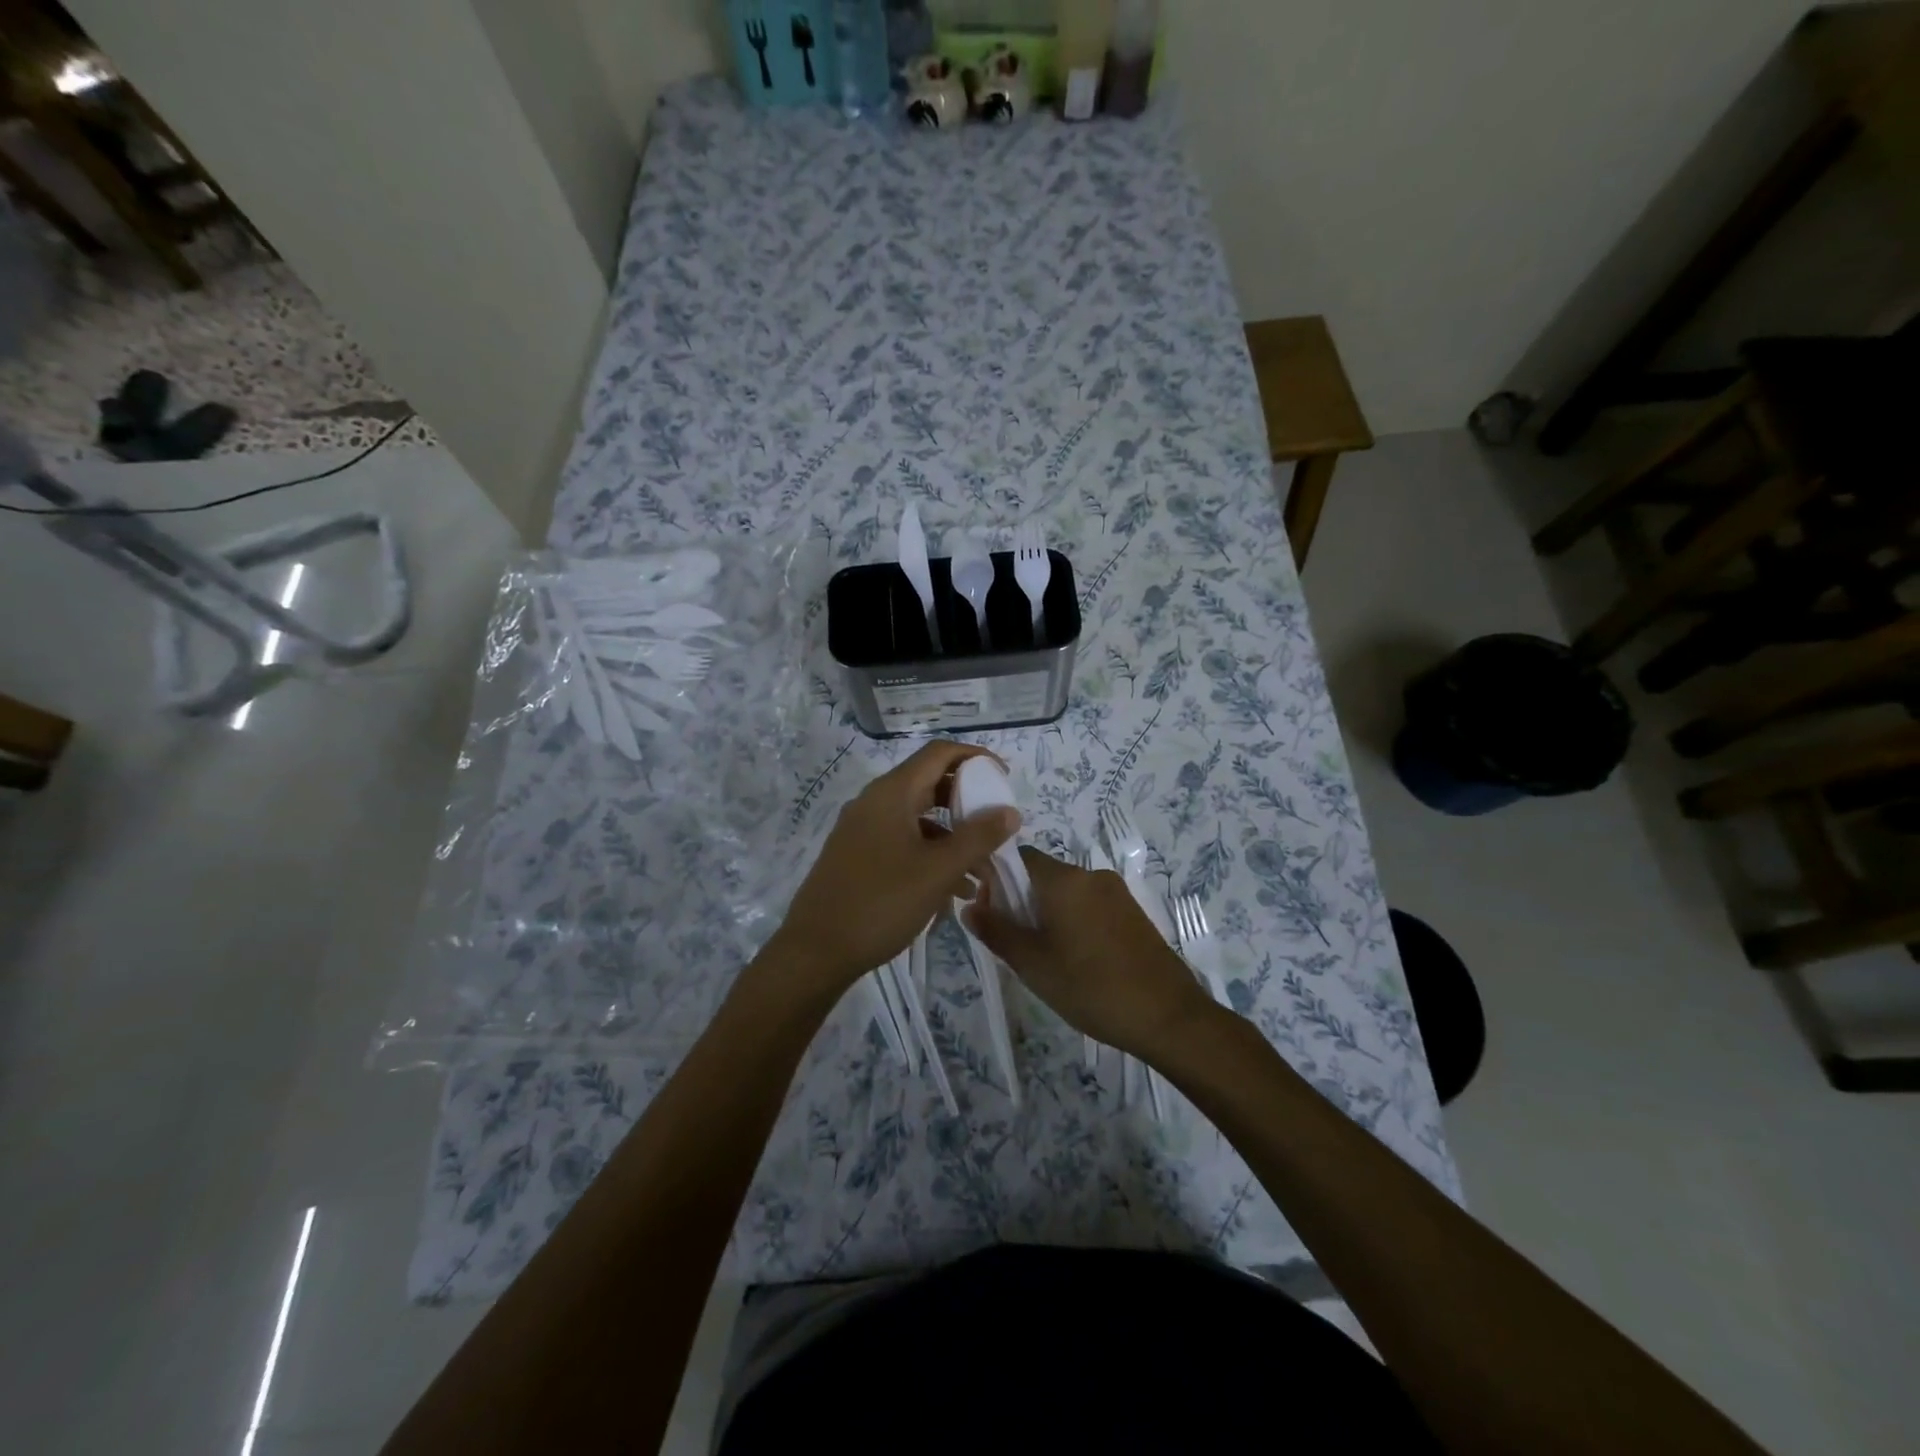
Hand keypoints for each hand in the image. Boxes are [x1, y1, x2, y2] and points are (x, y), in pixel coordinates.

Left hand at [762, 741, 1019, 1001]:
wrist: (816, 951)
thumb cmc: (881, 903)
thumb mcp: (938, 871)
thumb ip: (978, 837)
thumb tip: (1010, 810)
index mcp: (891, 794)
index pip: (939, 753)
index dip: (975, 757)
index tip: (1004, 778)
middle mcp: (874, 802)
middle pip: (929, 784)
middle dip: (967, 803)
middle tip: (996, 824)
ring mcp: (862, 829)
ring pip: (917, 819)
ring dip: (952, 837)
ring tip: (981, 873)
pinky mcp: (857, 855)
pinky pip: (902, 841)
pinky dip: (930, 855)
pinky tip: (951, 891)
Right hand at [964, 847, 1216, 1060]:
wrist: (1169, 1016)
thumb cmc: (1091, 987)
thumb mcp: (1033, 964)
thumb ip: (997, 931)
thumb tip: (969, 905)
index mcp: (1064, 879)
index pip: (1017, 857)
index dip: (996, 878)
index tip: (988, 911)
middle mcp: (1090, 874)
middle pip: (1042, 874)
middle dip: (1020, 899)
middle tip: (1013, 941)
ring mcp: (1116, 892)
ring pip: (1066, 891)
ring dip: (1047, 912)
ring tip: (1043, 955)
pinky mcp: (1133, 912)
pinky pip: (1089, 904)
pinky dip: (1073, 919)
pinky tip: (1074, 957)